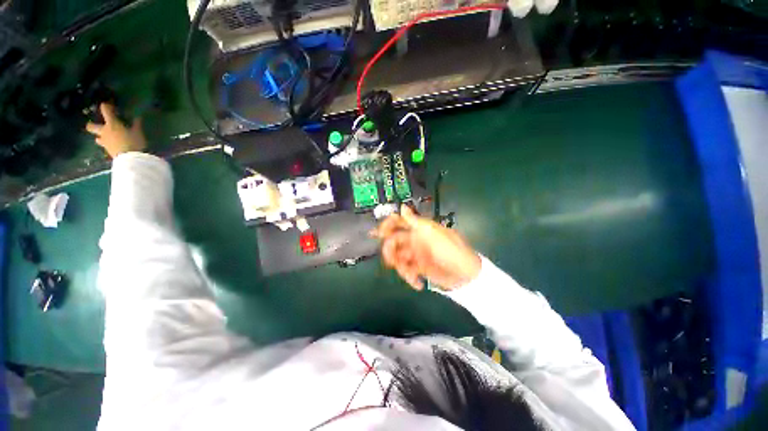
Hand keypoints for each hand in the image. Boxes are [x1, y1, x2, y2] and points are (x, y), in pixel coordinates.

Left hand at [85, 103, 145, 157]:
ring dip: (100, 137)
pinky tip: (113, 145)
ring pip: (97, 138)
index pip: (105, 110)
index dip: (106, 106)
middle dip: (92, 125)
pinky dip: (107, 144)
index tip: (108, 105)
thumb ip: (136, 125)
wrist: (130, 159)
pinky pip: (104, 146)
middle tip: (96, 125)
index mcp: (112, 124)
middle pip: (91, 127)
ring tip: (105, 138)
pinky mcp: (107, 150)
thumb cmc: (134, 142)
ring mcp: (104, 142)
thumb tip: (137, 117)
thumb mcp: (138, 132)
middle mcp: (104, 131)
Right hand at [374, 205, 480, 290]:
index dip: (387, 225)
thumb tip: (402, 206)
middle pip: (394, 242)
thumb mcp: (433, 233)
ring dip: (401, 268)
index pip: (399, 222)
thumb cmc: (450, 250)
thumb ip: (415, 221)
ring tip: (411, 276)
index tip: (379, 234)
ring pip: (398, 258)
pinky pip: (407, 271)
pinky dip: (410, 277)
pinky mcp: (419, 268)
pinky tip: (418, 283)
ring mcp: (417, 254)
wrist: (467, 275)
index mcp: (419, 228)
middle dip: (390, 252)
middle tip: (392, 262)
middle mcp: (415, 239)